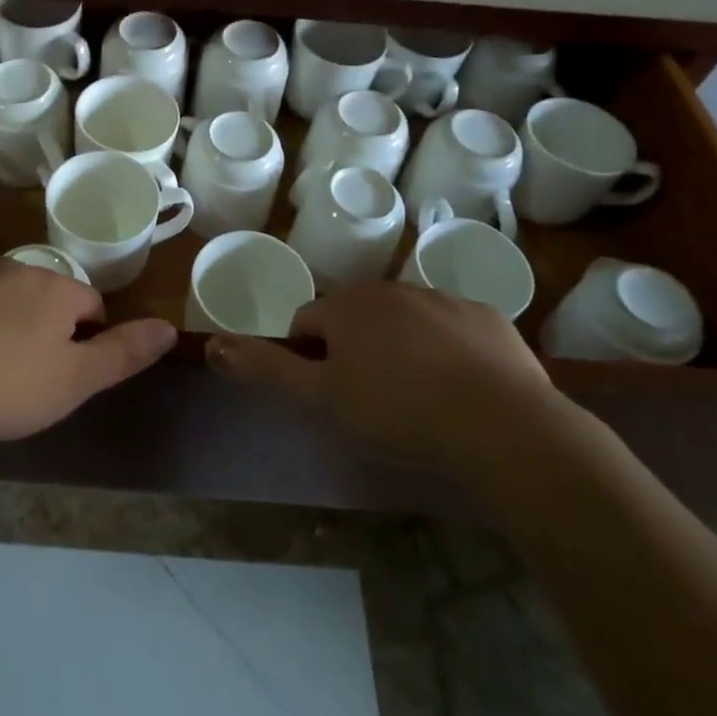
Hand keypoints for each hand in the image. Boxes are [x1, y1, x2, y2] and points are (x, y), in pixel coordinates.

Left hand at [0, 260, 177, 458]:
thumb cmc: (1, 391)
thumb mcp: (73, 382)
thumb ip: (124, 353)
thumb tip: (170, 328)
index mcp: (51, 288)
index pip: (88, 304)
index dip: (84, 339)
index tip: (61, 373)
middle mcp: (8, 266)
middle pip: (38, 295)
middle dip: (36, 326)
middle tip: (16, 376)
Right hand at [207, 281, 575, 491]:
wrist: (503, 427)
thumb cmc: (398, 412)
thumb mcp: (321, 399)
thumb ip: (265, 368)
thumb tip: (212, 342)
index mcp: (346, 305)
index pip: (306, 321)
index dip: (309, 358)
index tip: (330, 394)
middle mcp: (389, 288)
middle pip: (353, 314)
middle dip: (353, 347)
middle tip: (372, 398)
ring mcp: (441, 298)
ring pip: (402, 318)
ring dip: (398, 346)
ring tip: (416, 396)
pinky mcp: (485, 316)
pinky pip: (450, 327)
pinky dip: (445, 349)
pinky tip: (458, 388)